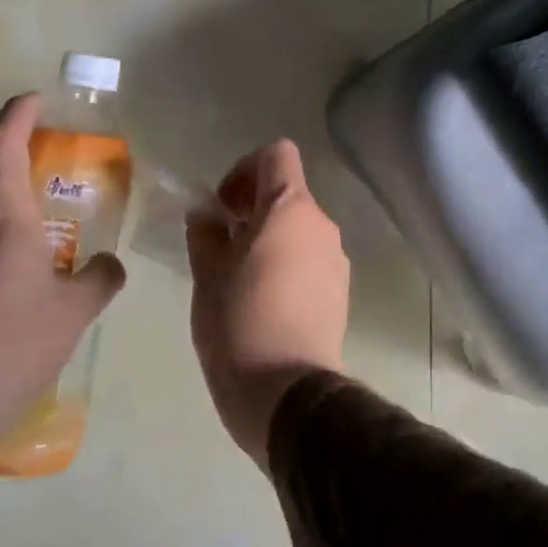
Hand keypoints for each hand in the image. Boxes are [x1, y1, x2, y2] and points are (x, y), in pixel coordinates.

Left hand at [0, 94, 125, 477]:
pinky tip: (1, 274)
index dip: (16, 115)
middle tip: (32, 161)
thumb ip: (98, 279)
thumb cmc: (11, 344)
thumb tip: (108, 264)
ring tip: (27, 226)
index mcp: (0, 217)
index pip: (0, 144)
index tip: (33, 100)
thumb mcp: (74, 312)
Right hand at [187, 140, 348, 468]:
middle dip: (252, 208)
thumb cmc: (239, 325)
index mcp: (290, 210)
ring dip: (269, 237)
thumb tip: (206, 212)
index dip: (245, 168)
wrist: (289, 393)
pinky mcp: (341, 289)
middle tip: (221, 245)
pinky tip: (263, 301)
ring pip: (299, 227)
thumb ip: (206, 234)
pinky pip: (311, 257)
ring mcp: (336, 258)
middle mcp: (321, 225)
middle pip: (288, 192)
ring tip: (238, 278)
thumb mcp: (208, 276)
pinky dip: (287, 262)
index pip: (277, 154)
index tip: (222, 206)